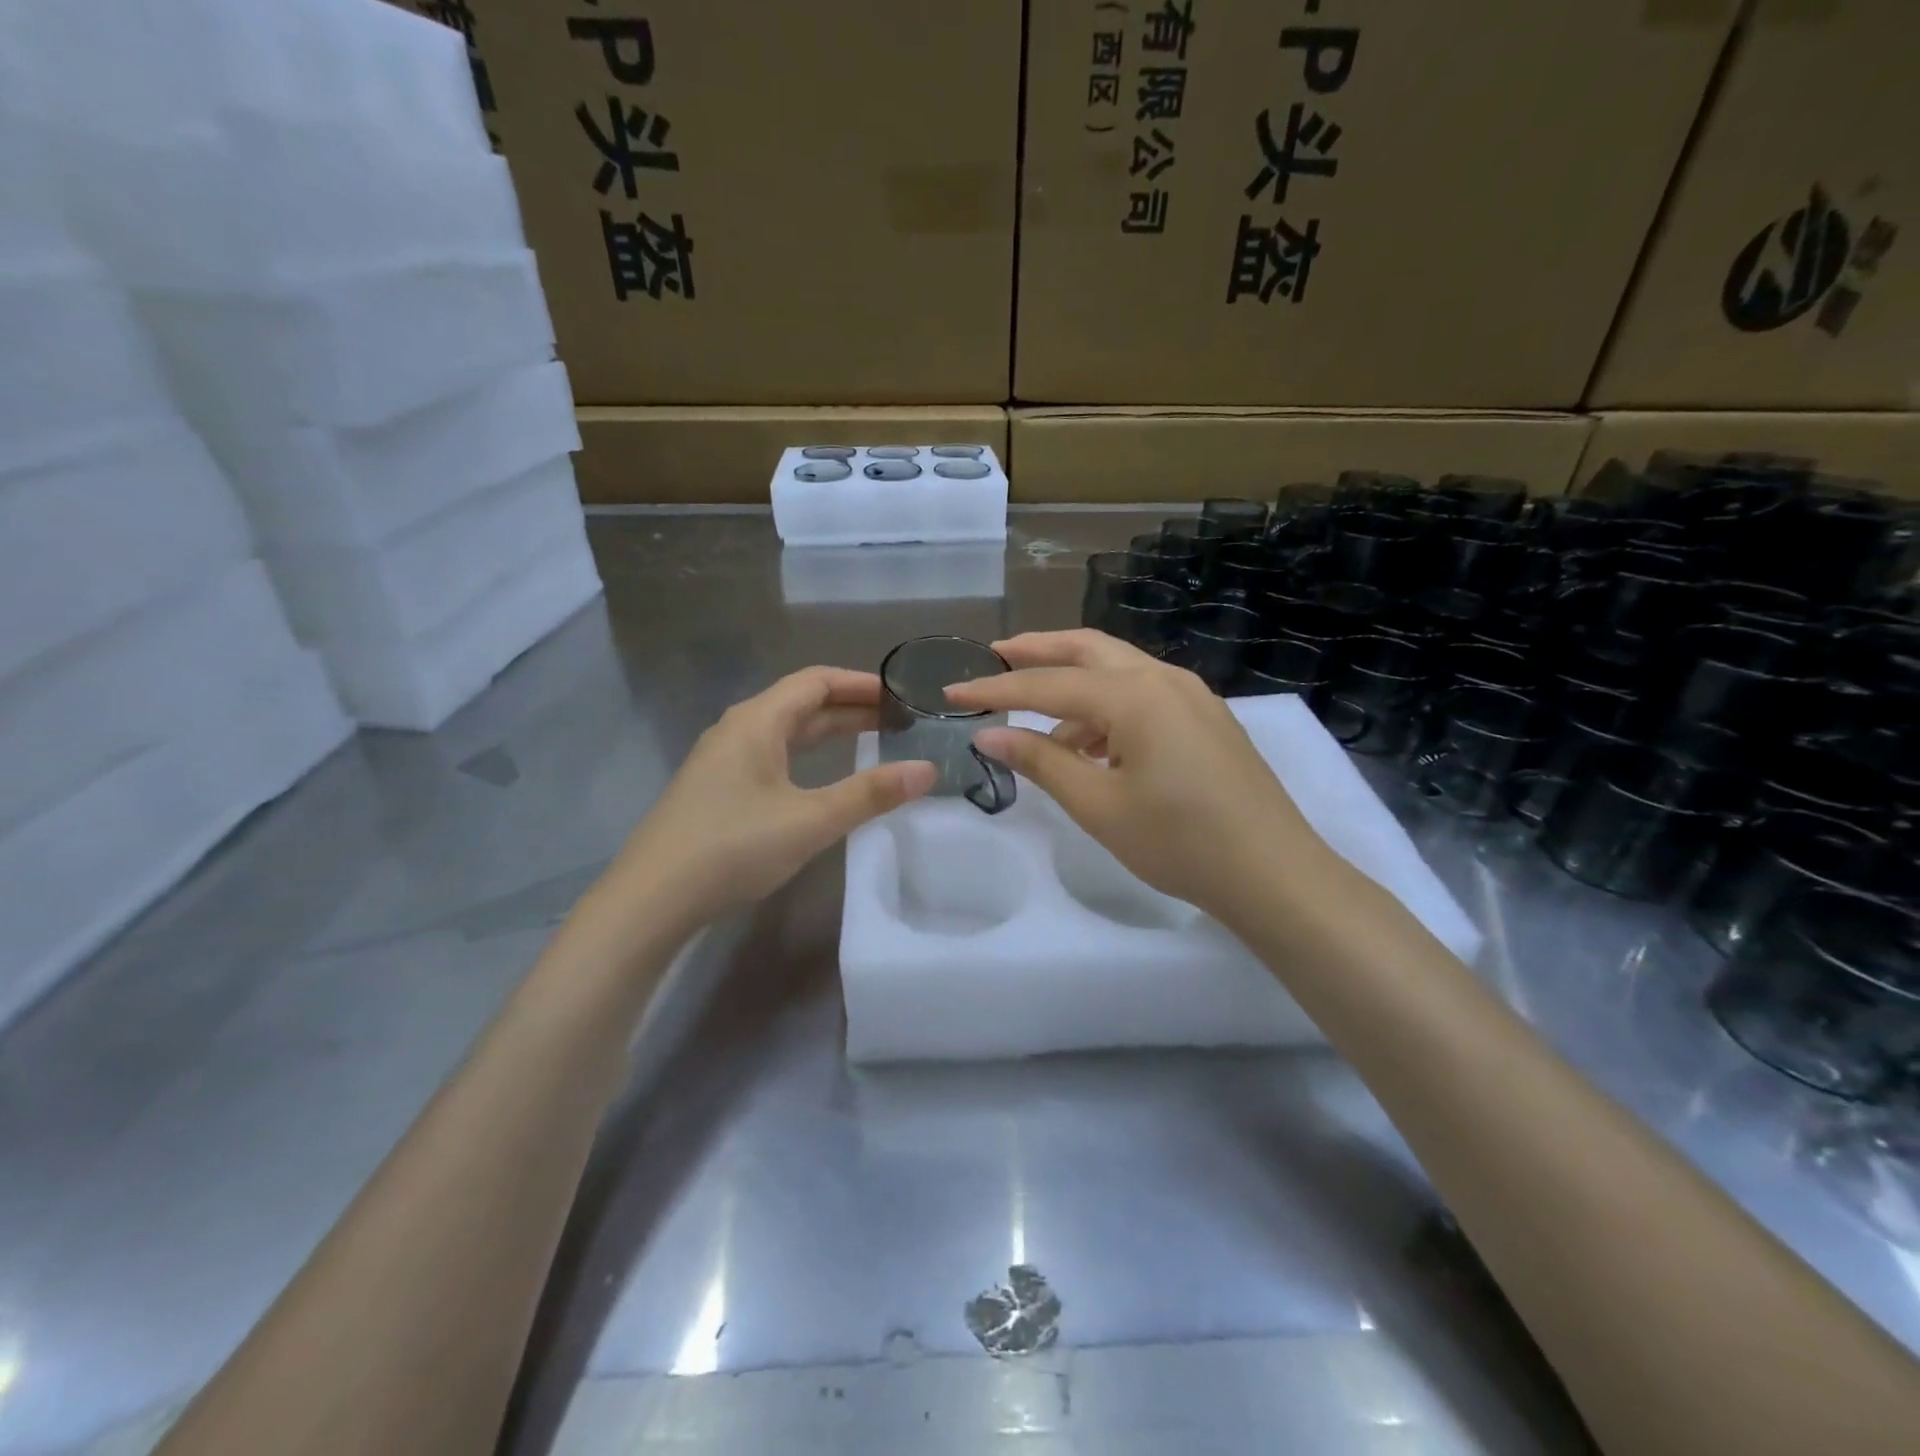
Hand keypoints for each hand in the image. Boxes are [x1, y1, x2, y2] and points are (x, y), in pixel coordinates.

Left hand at [602, 668, 935, 933]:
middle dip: (850, 708)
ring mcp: (722, 760)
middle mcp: (737, 730)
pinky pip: (771, 755)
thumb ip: (870, 794)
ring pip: (785, 731)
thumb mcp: (810, 821)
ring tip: (871, 742)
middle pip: (801, 703)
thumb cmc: (732, 848)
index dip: (860, 683)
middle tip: (898, 720)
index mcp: (757, 721)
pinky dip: (806, 755)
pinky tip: (819, 779)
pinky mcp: (716, 789)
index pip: (816, 681)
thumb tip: (927, 770)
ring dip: (828, 732)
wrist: (651, 899)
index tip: (900, 695)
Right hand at [944, 630, 1340, 927]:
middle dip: (1037, 651)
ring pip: (1116, 670)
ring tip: (1037, 723)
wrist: (1273, 873)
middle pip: (1087, 648)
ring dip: (1072, 685)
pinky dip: (1105, 708)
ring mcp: (1191, 694)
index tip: (951, 690)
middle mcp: (1163, 678)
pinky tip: (1090, 746)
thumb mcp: (1098, 805)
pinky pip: (1142, 694)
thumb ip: (1041, 761)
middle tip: (993, 658)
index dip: (995, 688)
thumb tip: (988, 734)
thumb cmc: (1179, 842)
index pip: (1048, 683)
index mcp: (1134, 694)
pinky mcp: (1204, 717)